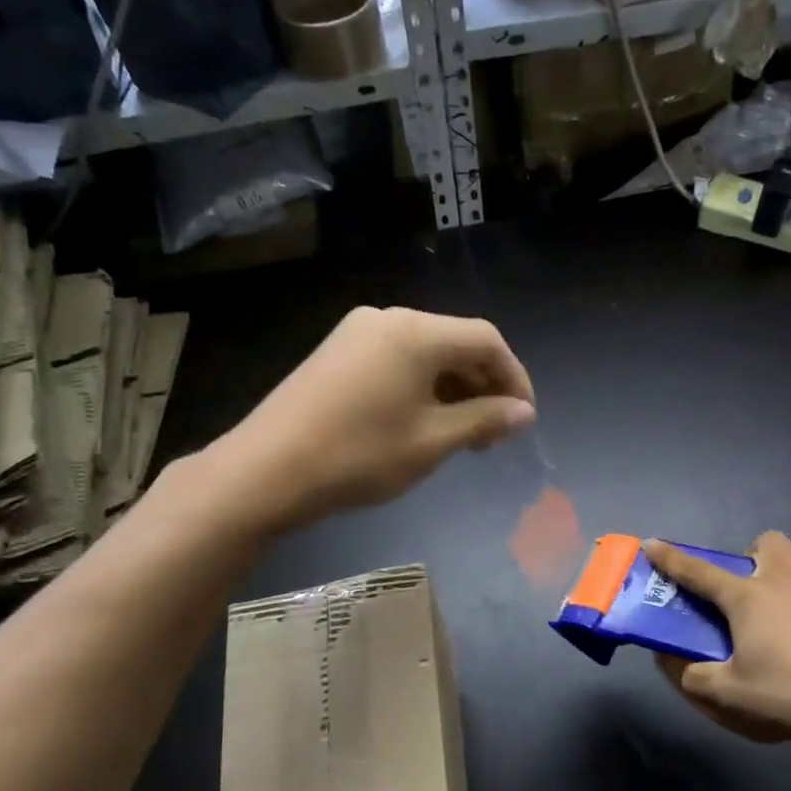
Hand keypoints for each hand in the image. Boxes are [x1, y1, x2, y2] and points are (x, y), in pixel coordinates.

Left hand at [223, 306, 535, 527]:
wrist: (266, 471)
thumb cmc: (359, 456)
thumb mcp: (432, 441)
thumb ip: (484, 420)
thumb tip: (524, 412)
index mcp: (416, 332)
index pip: (486, 340)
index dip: (514, 377)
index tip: (524, 419)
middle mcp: (388, 319)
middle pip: (455, 342)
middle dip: (484, 385)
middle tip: (493, 434)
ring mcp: (356, 333)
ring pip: (425, 353)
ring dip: (453, 388)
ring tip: (462, 434)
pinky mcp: (336, 353)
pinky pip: (396, 360)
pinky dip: (421, 386)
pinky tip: (422, 421)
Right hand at [646, 533, 790, 785]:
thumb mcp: (730, 695)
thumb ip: (693, 677)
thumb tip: (671, 662)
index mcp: (749, 597)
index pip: (699, 571)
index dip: (671, 558)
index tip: (651, 543)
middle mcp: (787, 579)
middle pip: (766, 542)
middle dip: (753, 556)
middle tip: (751, 592)